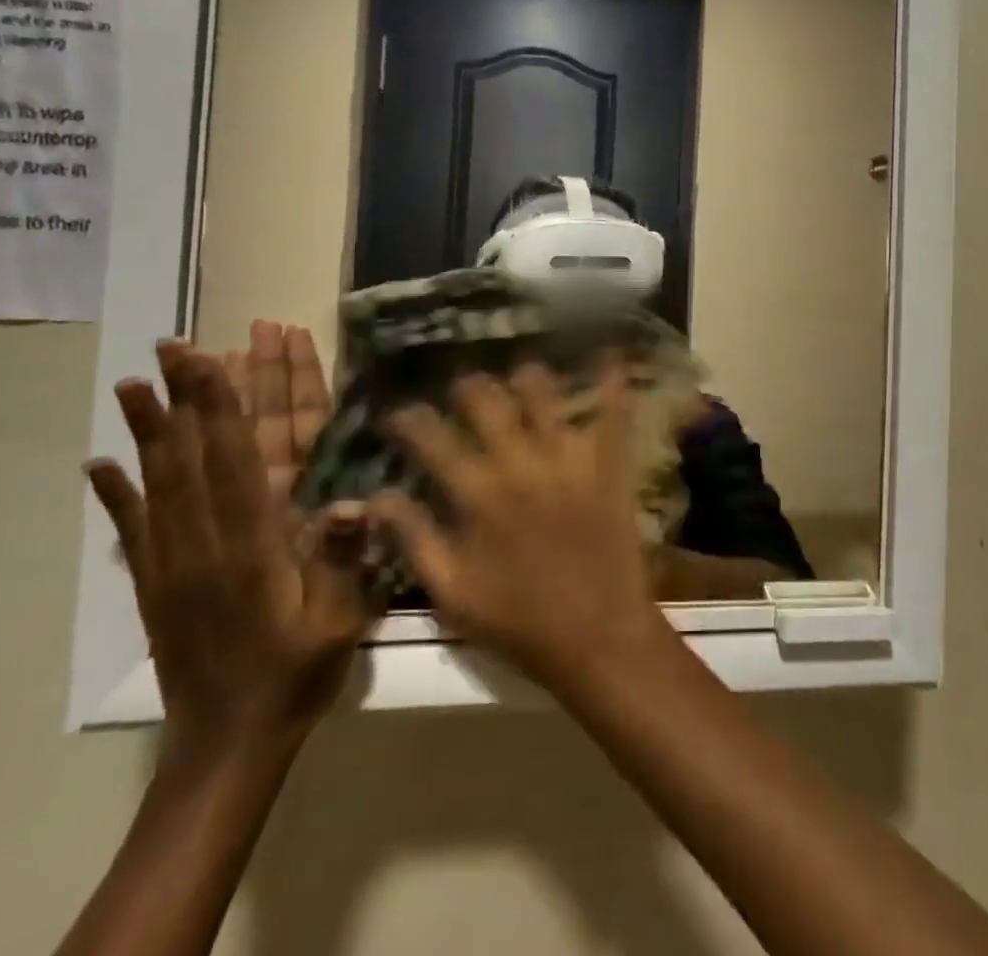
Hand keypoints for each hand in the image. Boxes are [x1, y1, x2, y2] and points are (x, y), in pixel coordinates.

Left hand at [86, 342, 375, 762]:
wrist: (227, 749)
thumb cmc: (295, 677)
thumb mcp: (337, 625)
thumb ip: (341, 562)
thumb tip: (352, 502)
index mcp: (250, 548)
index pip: (236, 460)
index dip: (223, 406)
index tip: (211, 359)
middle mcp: (204, 545)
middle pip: (194, 457)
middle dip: (187, 398)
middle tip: (172, 347)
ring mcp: (173, 564)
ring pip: (160, 482)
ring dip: (148, 430)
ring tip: (133, 384)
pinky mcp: (157, 585)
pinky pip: (134, 529)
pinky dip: (117, 493)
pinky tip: (100, 464)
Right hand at [370, 361, 672, 694]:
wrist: (598, 635)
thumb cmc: (518, 622)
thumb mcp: (451, 592)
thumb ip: (412, 538)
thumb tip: (375, 496)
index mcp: (477, 494)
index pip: (432, 439)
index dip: (410, 419)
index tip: (399, 412)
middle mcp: (520, 462)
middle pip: (487, 399)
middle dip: (468, 386)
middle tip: (464, 386)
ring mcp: (569, 457)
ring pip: (544, 393)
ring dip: (526, 378)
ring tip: (519, 375)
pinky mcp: (608, 462)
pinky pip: (612, 411)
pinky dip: (610, 380)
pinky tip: (609, 352)